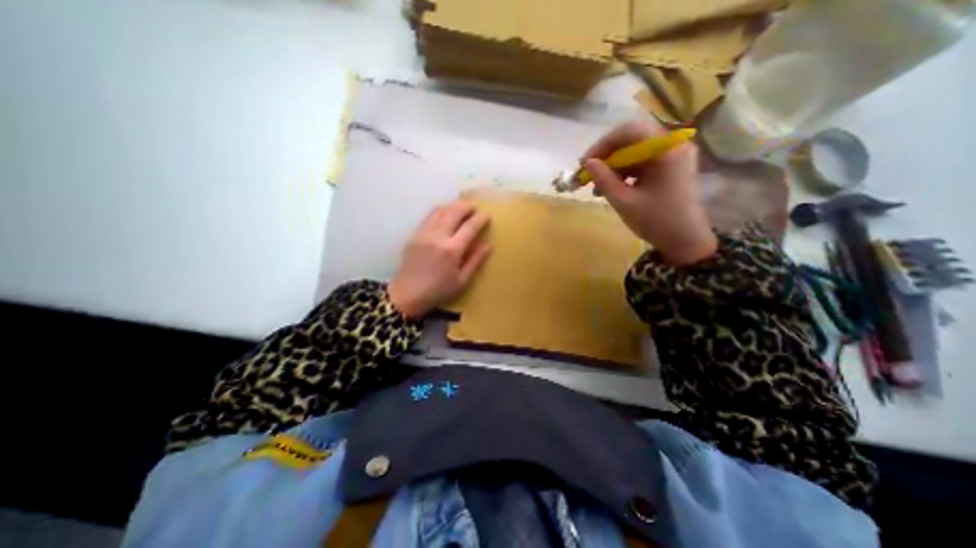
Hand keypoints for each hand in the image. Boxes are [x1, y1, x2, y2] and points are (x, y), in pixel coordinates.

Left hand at [391, 200, 491, 321]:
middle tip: (475, 206)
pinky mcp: (414, 235)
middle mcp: (437, 237)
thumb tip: (488, 245)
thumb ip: (475, 261)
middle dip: (466, 206)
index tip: (487, 215)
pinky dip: (440, 211)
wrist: (406, 295)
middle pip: (454, 212)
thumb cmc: (438, 291)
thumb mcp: (462, 281)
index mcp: (451, 250)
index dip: (480, 219)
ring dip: (453, 206)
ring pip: (440, 210)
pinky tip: (445, 214)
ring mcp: (424, 234)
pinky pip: (429, 217)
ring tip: (461, 207)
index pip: (469, 227)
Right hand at [583, 119, 714, 265]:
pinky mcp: (669, 166)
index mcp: (665, 150)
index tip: (585, 163)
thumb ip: (604, 179)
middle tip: (588, 173)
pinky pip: (641, 162)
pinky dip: (624, 172)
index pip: (630, 132)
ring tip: (597, 187)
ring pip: (634, 151)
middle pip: (632, 139)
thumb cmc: (656, 221)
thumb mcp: (624, 202)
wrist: (685, 241)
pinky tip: (611, 188)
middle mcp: (672, 145)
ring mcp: (672, 155)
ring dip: (613, 166)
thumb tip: (587, 163)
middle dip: (606, 156)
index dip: (603, 145)